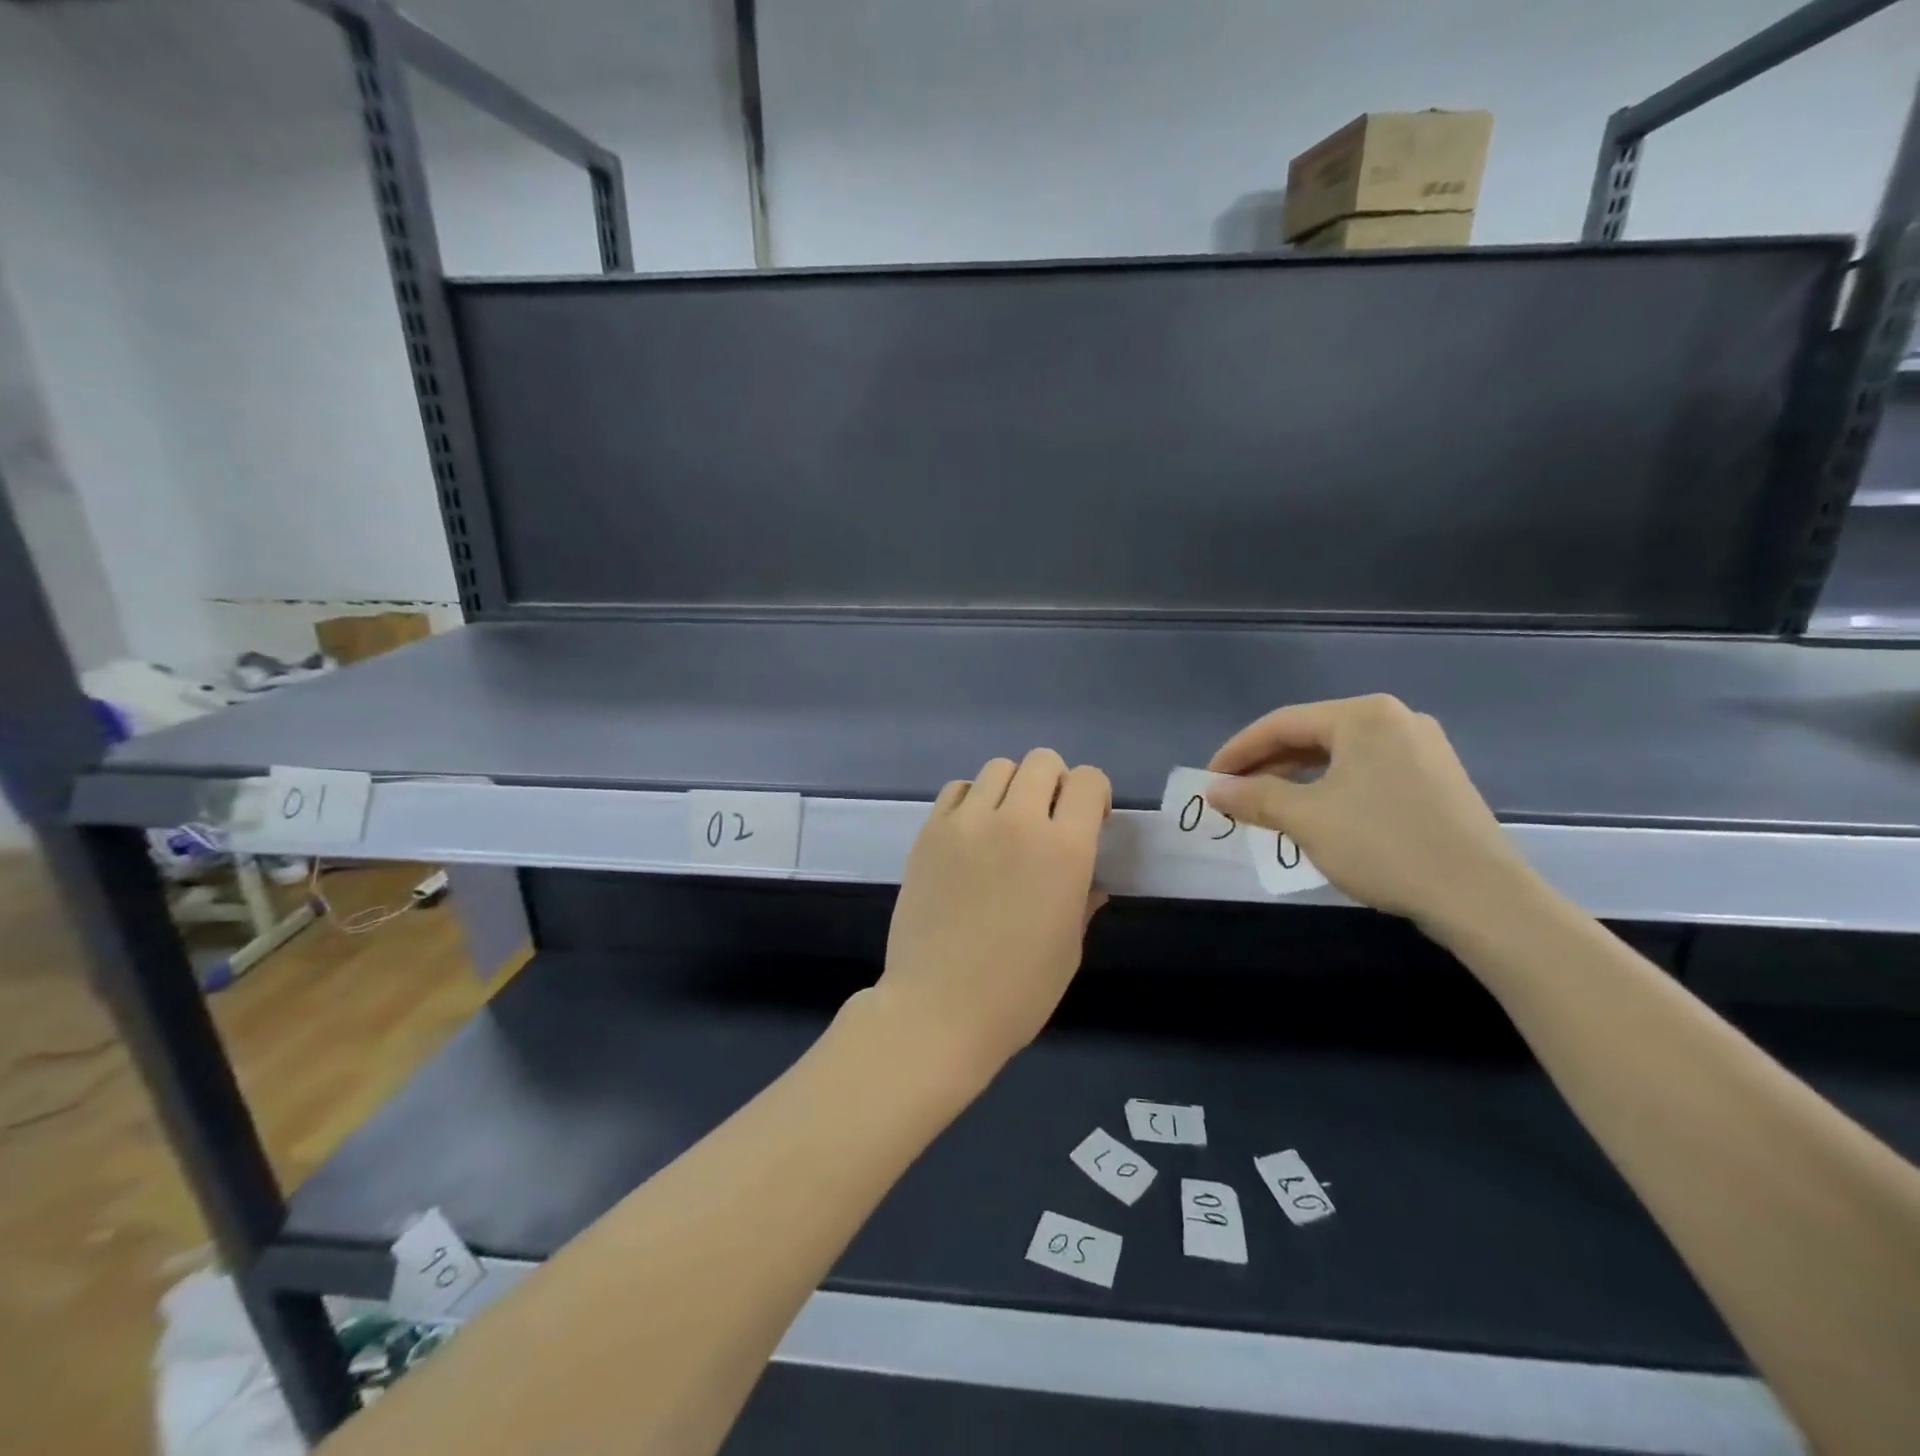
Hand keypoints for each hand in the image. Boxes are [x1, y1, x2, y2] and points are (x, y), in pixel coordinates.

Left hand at [874, 749, 1110, 1083]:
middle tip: (1049, 821)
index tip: (1090, 821)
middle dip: (1056, 783)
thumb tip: (1089, 882)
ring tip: (1006, 826)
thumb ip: (1082, 900)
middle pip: (1043, 761)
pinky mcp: (930, 831)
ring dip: (1013, 788)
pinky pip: (958, 789)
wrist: (938, 1009)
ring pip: (999, 768)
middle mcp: (1017, 821)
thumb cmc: (1017, 991)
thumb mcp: (1068, 948)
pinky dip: (972, 800)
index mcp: (1065, 849)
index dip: (1095, 794)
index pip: (1088, 780)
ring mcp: (967, 822)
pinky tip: (972, 834)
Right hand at [1204, 695, 1525, 930]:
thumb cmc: (1383, 845)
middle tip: (1233, 796)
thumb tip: (1213, 790)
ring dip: (1296, 779)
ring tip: (1266, 808)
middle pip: (1311, 735)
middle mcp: (1395, 719)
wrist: (1481, 897)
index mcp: (1363, 716)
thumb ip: (1253, 797)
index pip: (1281, 724)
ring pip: (1338, 756)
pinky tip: (1315, 815)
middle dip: (1266, 766)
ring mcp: (1422, 748)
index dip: (1237, 751)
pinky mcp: (1436, 778)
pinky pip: (1366, 772)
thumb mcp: (1305, 819)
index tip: (1208, 780)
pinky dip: (1330, 789)